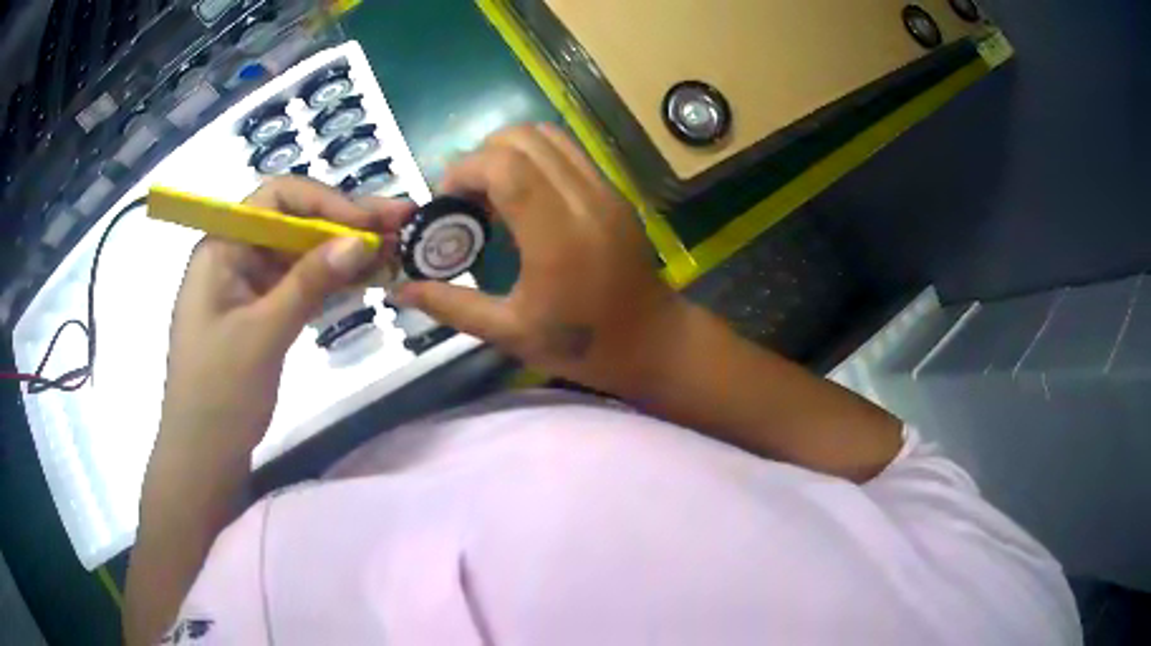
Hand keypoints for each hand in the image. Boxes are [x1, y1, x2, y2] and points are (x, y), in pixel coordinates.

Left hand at [160, 177, 411, 452]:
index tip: (367, 222)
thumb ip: (308, 282)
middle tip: (400, 224)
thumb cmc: (219, 391)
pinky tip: (367, 279)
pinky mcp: (263, 313)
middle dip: (345, 222)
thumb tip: (360, 239)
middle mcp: (236, 255)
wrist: (204, 454)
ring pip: (302, 253)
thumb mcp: (263, 333)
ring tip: (394, 250)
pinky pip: (301, 284)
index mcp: (223, 246)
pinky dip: (332, 281)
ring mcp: (250, 286)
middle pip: (295, 223)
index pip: (276, 199)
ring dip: (345, 251)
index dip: (325, 201)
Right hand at [392, 123, 687, 395]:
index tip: (446, 201)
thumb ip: (451, 305)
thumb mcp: (510, 333)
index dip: (465, 170)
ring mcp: (604, 190)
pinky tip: (524, 197)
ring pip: (548, 135)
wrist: (653, 340)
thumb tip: (399, 291)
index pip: (505, 166)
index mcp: (557, 237)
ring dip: (508, 152)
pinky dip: (535, 158)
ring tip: (493, 193)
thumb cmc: (582, 345)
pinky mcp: (614, 191)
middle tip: (466, 199)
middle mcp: (584, 200)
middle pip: (523, 138)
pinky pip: (568, 151)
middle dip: (481, 156)